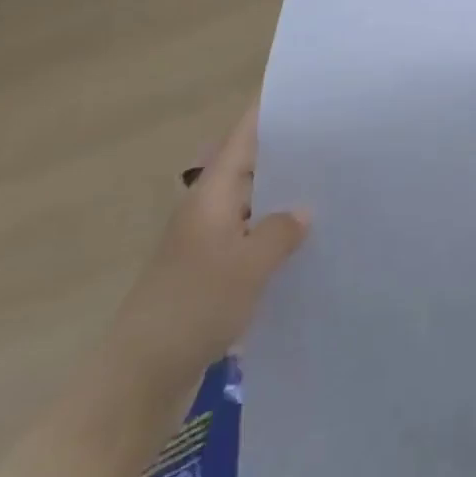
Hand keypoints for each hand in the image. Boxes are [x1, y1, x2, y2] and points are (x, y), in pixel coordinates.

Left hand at [105, 103, 308, 393]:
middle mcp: (208, 211)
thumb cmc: (191, 308)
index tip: (310, 93)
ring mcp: (208, 245)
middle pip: (251, 167)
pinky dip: (277, 239)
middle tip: (339, 140)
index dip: (272, 111)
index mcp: (211, 194)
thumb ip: (281, 231)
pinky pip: (252, 243)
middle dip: (290, 153)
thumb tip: (305, 211)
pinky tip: (310, 246)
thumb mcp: (247, 265)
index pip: (243, 136)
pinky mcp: (212, 279)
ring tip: (335, 188)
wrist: (136, 383)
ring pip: (255, 207)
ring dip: (286, 200)